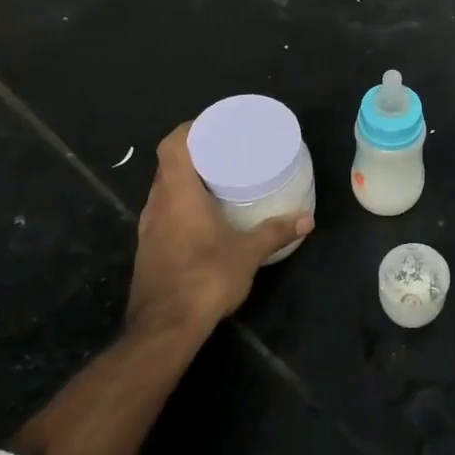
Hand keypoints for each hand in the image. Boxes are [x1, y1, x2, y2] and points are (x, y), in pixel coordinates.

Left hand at [127, 122, 313, 335]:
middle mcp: (157, 204)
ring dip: (185, 181)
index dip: (190, 129)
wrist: (164, 328)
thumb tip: (307, 219)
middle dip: (193, 154)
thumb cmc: (206, 278)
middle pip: (168, 165)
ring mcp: (147, 229)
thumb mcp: (248, 252)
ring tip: (215, 181)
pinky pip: (162, 213)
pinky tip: (202, 218)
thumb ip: (275, 232)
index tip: (213, 126)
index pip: (172, 144)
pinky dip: (180, 206)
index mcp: (177, 193)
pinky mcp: (147, 250)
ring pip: (163, 190)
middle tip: (223, 152)